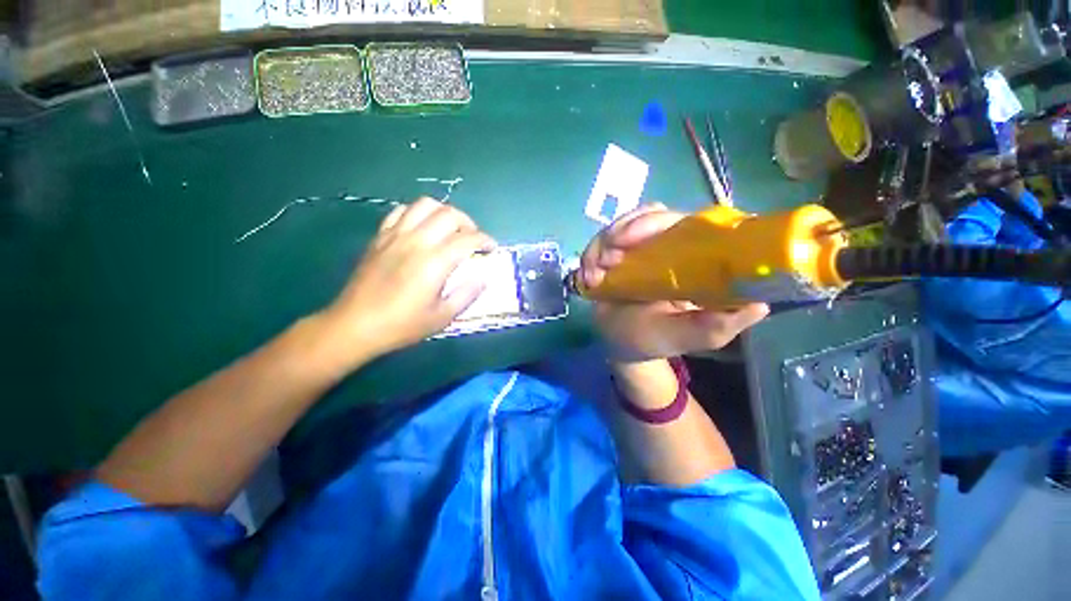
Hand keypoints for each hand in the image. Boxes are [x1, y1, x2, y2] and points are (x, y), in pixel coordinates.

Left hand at [322, 198, 494, 361]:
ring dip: (444, 213)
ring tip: (450, 229)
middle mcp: (416, 241)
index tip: (492, 248)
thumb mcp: (442, 318)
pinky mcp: (380, 237)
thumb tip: (483, 278)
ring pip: (425, 205)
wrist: (355, 325)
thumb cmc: (402, 325)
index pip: (468, 238)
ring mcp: (395, 235)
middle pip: (449, 214)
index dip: (485, 240)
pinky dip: (417, 213)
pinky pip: (401, 211)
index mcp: (434, 262)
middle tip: (473, 238)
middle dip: (469, 223)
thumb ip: (467, 295)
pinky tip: (422, 228)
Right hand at [580, 203, 768, 360]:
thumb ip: (718, 326)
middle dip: (623, 231)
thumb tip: (759, 304)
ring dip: (603, 243)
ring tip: (595, 274)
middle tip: (608, 259)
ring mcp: (640, 248)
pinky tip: (588, 277)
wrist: (621, 344)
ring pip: (623, 223)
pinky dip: (590, 254)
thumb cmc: (657, 339)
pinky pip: (602, 240)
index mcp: (694, 259)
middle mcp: (669, 246)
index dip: (658, 222)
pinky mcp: (616, 253)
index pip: (687, 223)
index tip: (631, 240)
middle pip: (651, 215)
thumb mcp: (689, 337)